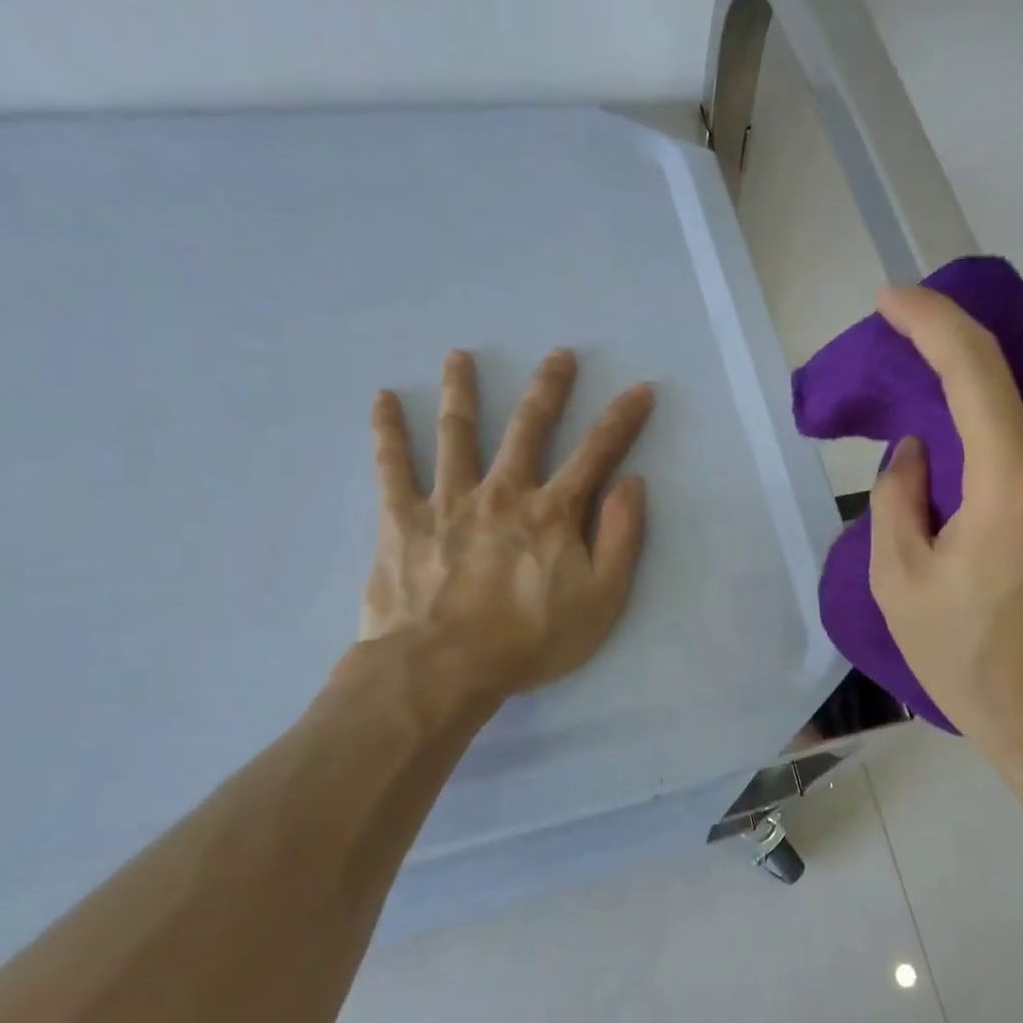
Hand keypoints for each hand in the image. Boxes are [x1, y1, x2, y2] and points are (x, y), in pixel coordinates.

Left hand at [360, 348, 654, 708]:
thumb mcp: (602, 599)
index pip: (597, 453)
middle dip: (548, 388)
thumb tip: (631, 483)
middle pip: (528, 428)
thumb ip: (621, 538)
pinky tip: (381, 400)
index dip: (622, 419)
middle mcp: (503, 492)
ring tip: (458, 356)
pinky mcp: (402, 519)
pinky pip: (391, 467)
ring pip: (456, 434)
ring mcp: (448, 501)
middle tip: (559, 354)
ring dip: (461, 391)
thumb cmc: (531, 639)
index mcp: (553, 512)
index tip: (641, 389)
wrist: (442, 669)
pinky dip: (387, 432)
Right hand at [868, 286, 1022, 784]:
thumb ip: (900, 498)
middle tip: (997, 324)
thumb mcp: (899, 583)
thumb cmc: (968, 662)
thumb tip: (920, 450)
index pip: (976, 368)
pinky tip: (1008, 500)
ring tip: (988, 415)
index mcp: (1016, 487)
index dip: (930, 319)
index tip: (894, 301)